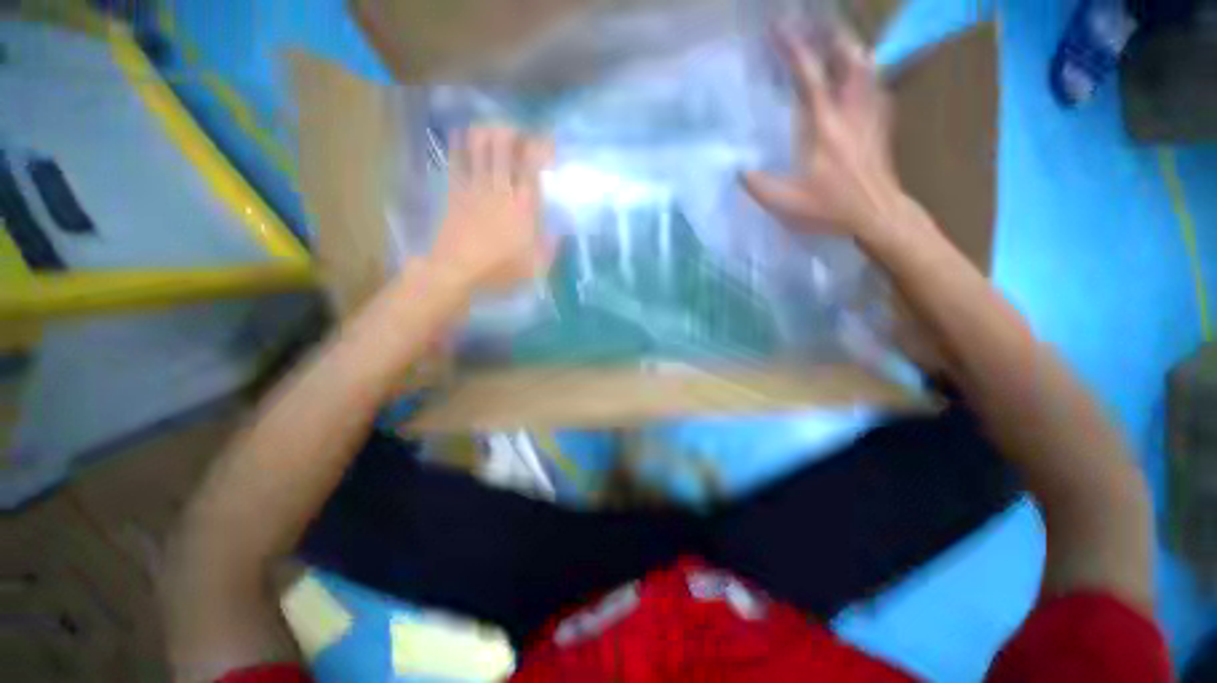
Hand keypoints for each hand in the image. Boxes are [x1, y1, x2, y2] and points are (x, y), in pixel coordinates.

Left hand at [427, 126, 555, 292]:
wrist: (455, 274)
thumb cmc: (497, 272)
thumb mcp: (535, 267)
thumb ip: (550, 246)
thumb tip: (558, 232)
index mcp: (524, 203)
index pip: (533, 161)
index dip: (540, 144)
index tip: (545, 142)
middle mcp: (501, 187)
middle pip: (504, 145)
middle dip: (511, 132)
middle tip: (516, 133)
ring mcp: (475, 187)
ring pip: (480, 148)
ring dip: (486, 133)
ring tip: (491, 127)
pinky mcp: (455, 193)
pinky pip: (457, 163)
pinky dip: (458, 146)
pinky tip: (459, 132)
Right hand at [743, 29, 910, 246]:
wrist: (883, 219)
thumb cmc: (838, 209)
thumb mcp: (790, 204)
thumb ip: (759, 185)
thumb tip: (736, 170)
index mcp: (825, 125)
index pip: (809, 76)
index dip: (793, 48)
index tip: (778, 27)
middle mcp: (850, 113)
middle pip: (850, 63)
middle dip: (835, 38)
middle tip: (820, 23)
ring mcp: (871, 118)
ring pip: (869, 73)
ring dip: (855, 52)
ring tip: (842, 38)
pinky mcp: (883, 127)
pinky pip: (881, 92)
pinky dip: (872, 77)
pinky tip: (867, 71)